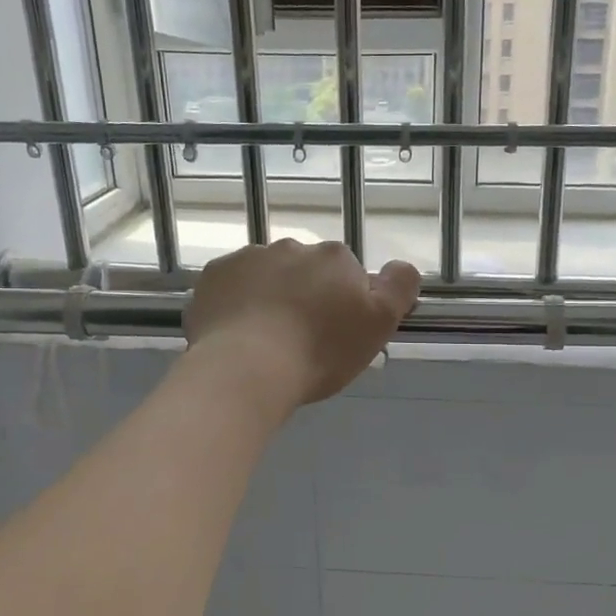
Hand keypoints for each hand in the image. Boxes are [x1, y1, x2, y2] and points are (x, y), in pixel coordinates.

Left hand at [183, 239, 421, 407]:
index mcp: (335, 258)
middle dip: (306, 296)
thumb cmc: (319, 351)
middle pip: (306, 272)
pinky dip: (236, 303)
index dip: (344, 304)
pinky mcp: (213, 275)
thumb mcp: (378, 325)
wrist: (245, 368)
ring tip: (265, 341)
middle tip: (301, 341)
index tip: (336, 335)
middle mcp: (292, 247)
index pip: (348, 274)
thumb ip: (399, 288)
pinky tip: (237, 334)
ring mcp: (248, 257)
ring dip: (270, 297)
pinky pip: (232, 286)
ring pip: (267, 276)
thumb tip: (402, 267)